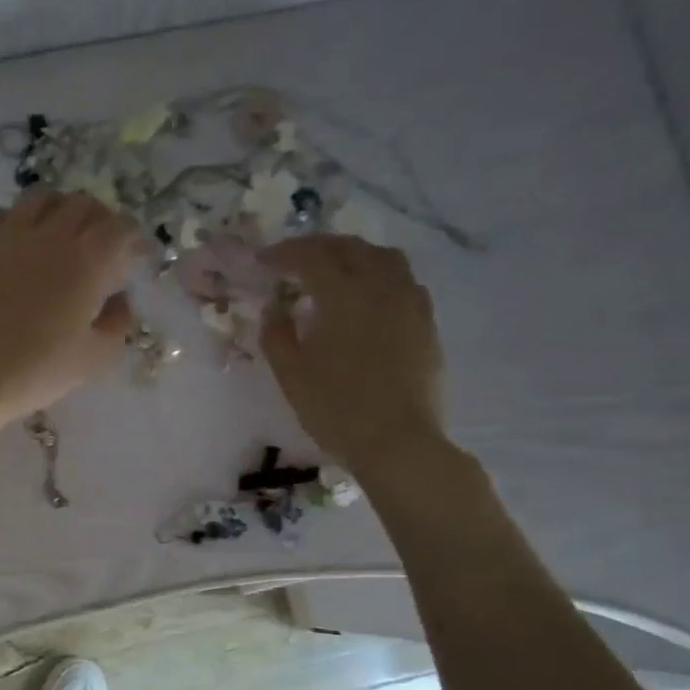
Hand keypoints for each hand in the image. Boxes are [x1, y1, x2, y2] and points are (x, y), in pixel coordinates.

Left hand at [0, 190, 139, 425]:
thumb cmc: (38, 371)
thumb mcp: (95, 357)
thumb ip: (118, 322)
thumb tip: (120, 298)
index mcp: (86, 261)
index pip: (120, 227)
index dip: (134, 238)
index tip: (135, 256)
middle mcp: (50, 236)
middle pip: (83, 204)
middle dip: (100, 219)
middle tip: (100, 244)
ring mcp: (8, 236)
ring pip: (41, 198)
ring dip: (59, 209)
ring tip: (59, 232)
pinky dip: (14, 219)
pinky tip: (16, 241)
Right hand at [260, 234, 447, 478]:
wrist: (398, 442)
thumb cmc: (336, 408)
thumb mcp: (291, 374)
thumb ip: (277, 335)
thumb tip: (275, 310)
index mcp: (344, 295)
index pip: (312, 257)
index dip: (284, 254)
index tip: (263, 260)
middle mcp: (381, 287)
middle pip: (351, 248)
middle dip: (319, 247)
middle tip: (294, 259)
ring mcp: (410, 303)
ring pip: (384, 258)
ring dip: (354, 255)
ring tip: (334, 270)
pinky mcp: (426, 324)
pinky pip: (403, 282)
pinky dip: (378, 276)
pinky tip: (367, 298)